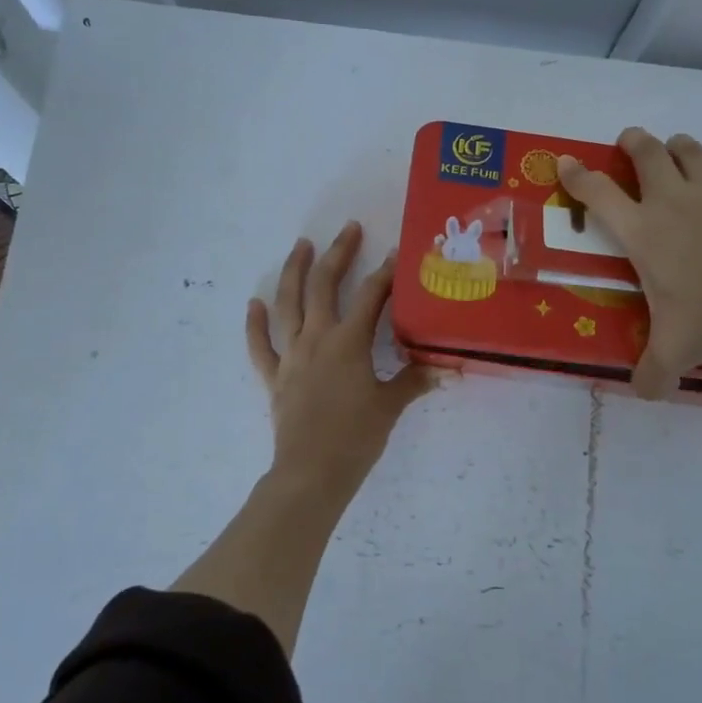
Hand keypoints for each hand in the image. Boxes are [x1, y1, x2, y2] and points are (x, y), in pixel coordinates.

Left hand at [246, 222, 433, 502]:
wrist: (312, 472)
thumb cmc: (356, 437)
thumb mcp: (390, 406)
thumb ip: (415, 381)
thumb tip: (447, 369)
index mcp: (348, 342)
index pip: (370, 297)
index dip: (386, 273)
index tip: (397, 252)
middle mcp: (317, 338)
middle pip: (323, 286)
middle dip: (337, 255)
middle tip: (348, 229)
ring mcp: (291, 356)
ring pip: (288, 304)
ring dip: (294, 272)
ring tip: (301, 246)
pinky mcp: (274, 377)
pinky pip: (260, 346)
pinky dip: (254, 324)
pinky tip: (254, 303)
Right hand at [556, 127, 701, 398]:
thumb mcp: (677, 349)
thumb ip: (654, 373)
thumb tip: (643, 393)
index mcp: (644, 232)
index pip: (599, 195)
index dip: (577, 177)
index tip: (564, 161)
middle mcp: (673, 205)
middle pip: (648, 155)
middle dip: (634, 142)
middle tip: (628, 139)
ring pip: (692, 155)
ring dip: (680, 146)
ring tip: (675, 146)